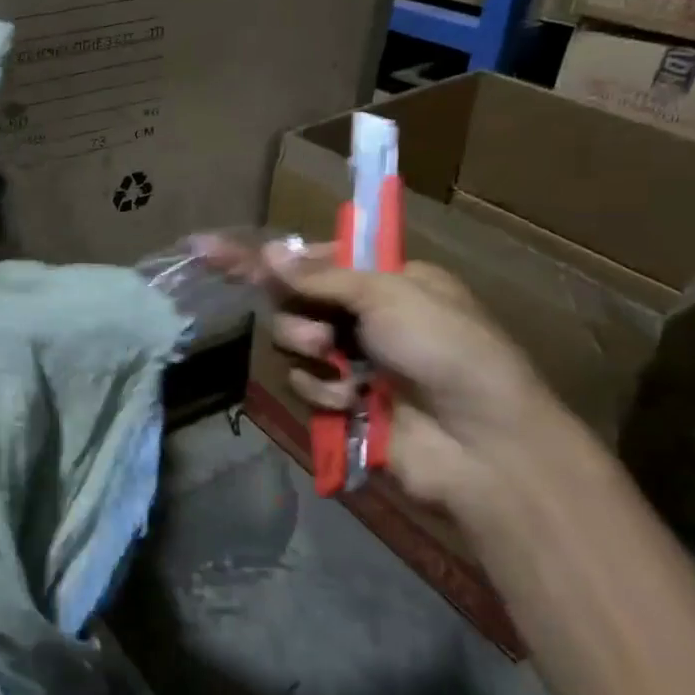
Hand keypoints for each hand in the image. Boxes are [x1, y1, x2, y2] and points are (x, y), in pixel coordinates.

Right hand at [248, 241, 581, 515]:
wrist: (482, 445)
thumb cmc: (445, 350)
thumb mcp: (389, 294)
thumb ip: (321, 276)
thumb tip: (267, 252)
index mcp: (386, 280)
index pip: (314, 259)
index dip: (269, 258)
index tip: (212, 249)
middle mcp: (365, 316)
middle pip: (294, 301)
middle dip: (297, 313)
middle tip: (317, 330)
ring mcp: (353, 361)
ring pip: (291, 342)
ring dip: (308, 349)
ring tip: (336, 363)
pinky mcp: (341, 403)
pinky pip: (302, 383)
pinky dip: (321, 391)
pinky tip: (349, 401)